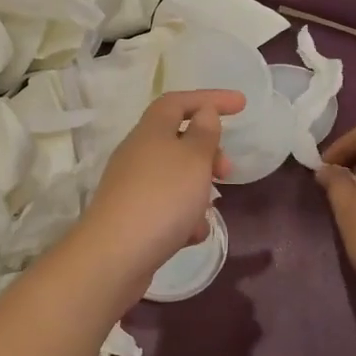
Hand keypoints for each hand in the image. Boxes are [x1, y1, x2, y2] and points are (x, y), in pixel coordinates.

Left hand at [76, 89, 244, 288]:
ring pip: (174, 177)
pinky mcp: (132, 217)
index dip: (210, 98)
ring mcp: (132, 187)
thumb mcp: (193, 160)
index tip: (241, 105)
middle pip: (177, 140)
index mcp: (150, 131)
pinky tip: (192, 235)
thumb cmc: (162, 198)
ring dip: (198, 189)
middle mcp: (137, 154)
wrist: (115, 256)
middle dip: (208, 152)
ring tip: (210, 210)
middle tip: (228, 170)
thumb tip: (203, 113)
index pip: (178, 102)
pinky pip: (166, 208)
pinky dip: (184, 217)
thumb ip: (203, 134)